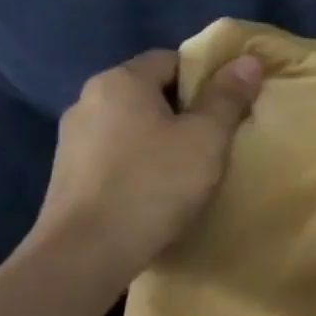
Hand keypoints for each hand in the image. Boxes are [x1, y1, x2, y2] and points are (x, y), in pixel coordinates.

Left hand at [26, 49, 263, 280]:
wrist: (84, 256)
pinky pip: (116, 152)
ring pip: (133, 124)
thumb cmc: (153, 184)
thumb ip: (228, 96)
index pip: (172, 59)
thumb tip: (248, 60)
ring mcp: (71, 140)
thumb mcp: (206, 137)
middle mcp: (88, 100)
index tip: (230, 105)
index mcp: (120, 81)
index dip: (207, 77)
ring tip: (191, 166)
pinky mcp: (66, 175)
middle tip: (218, 136)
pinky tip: (158, 188)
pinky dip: (140, 161)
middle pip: (151, 91)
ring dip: (162, 137)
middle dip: (186, 109)